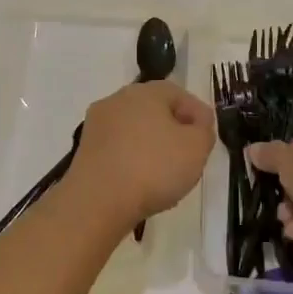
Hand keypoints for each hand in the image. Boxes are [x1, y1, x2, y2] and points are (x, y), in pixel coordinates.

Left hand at [69, 80, 214, 221]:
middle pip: (154, 111)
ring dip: (152, 147)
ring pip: (135, 131)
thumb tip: (196, 126)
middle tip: (189, 155)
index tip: (207, 137)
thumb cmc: (153, 167)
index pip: (179, 94)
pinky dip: (132, 162)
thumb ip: (203, 131)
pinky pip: (118, 150)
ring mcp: (97, 125)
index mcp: (145, 92)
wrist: (97, 201)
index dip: (197, 114)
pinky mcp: (85, 151)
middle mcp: (117, 100)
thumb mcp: (197, 147)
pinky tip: (142, 184)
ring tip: (167, 175)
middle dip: (174, 130)